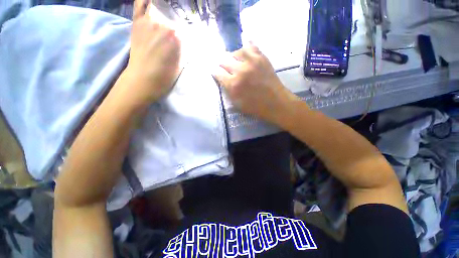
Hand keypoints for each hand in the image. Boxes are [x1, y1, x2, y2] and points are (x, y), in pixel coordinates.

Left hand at [122, 0, 180, 104]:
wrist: (143, 80)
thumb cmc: (165, 76)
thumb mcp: (182, 64)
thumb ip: (187, 49)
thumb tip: (190, 40)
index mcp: (177, 36)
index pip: (187, 28)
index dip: (189, 33)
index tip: (190, 38)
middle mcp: (163, 23)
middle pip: (175, 16)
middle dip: (178, 23)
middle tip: (179, 32)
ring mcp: (149, 20)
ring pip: (161, 6)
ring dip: (166, 11)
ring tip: (169, 16)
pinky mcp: (137, 21)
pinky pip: (140, 4)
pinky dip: (145, 1)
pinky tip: (152, 4)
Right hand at [213, 44, 294, 122]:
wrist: (275, 102)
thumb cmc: (255, 107)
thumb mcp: (237, 104)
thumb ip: (227, 90)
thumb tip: (221, 79)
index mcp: (233, 85)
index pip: (218, 73)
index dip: (216, 73)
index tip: (216, 73)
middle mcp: (240, 71)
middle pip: (224, 61)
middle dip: (223, 65)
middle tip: (225, 68)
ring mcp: (252, 62)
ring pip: (236, 52)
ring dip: (233, 57)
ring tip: (236, 62)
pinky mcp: (262, 58)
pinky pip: (251, 46)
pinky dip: (246, 49)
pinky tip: (245, 53)